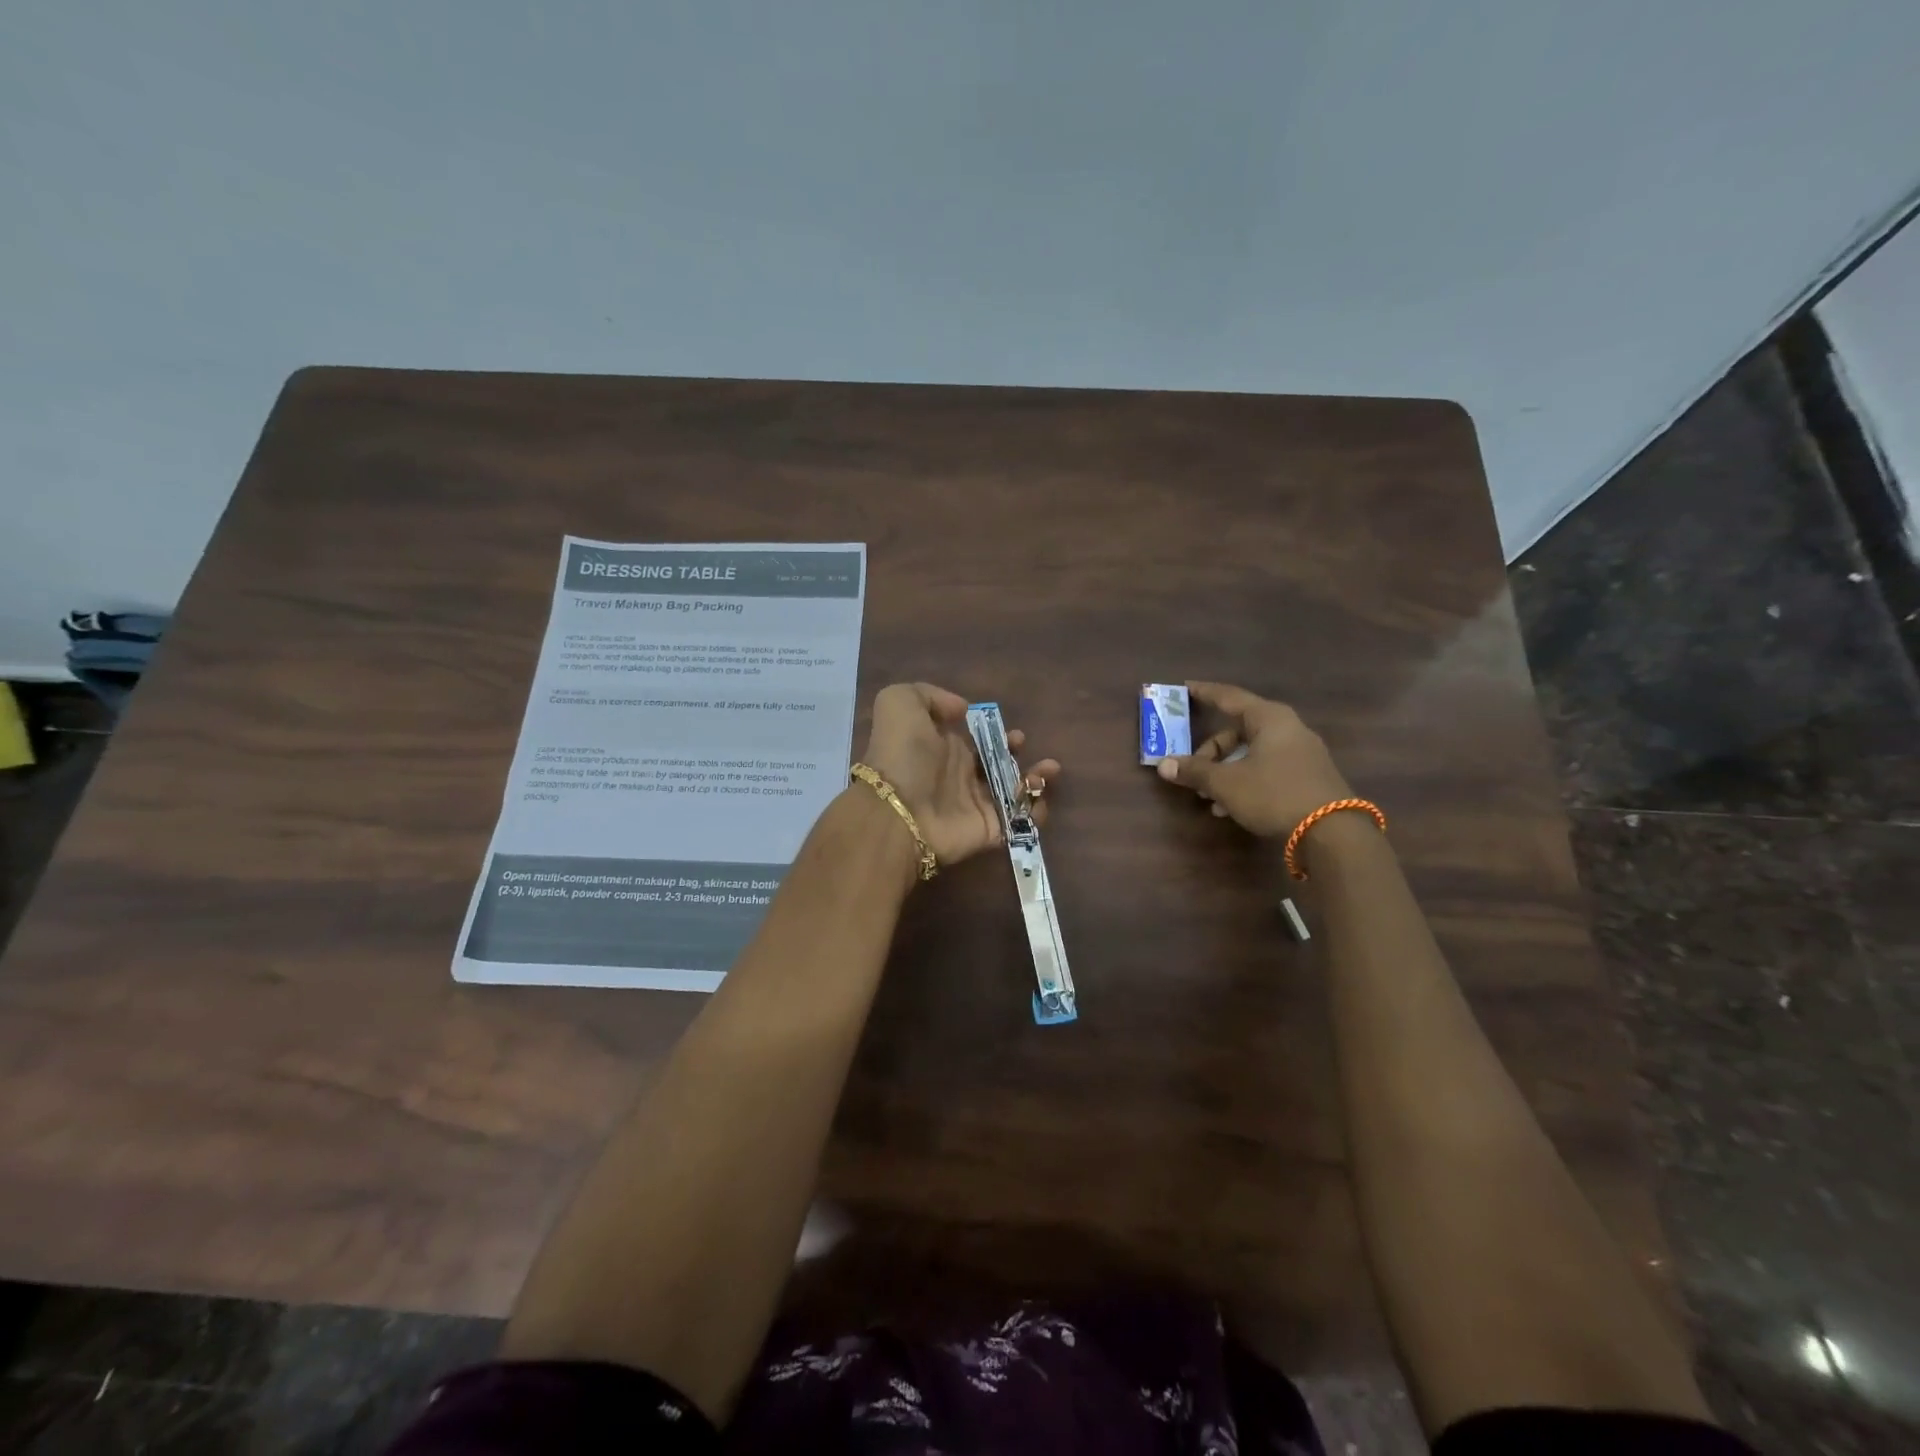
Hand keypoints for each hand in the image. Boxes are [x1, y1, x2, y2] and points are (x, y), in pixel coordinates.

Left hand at [858, 683, 1060, 866]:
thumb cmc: (901, 753)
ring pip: (1015, 792)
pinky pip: (1020, 822)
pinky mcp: (989, 830)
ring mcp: (976, 805)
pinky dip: (1036, 810)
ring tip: (1047, 770)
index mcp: (943, 747)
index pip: (974, 739)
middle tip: (1021, 744)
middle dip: (1016, 752)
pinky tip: (1039, 794)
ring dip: (1036, 779)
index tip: (1007, 728)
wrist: (897, 809)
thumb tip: (963, 709)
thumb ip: (931, 696)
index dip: (994, 732)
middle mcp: (961, 776)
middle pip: (997, 764)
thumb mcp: (900, 702)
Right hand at [1155, 682, 1351, 837]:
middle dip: (1211, 751)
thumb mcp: (1226, 783)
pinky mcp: (1308, 776)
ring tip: (1209, 797)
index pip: (1229, 697)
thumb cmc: (1274, 794)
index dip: (1205, 693)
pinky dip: (1245, 780)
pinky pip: (1267, 768)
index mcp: (1269, 718)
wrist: (1332, 832)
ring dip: (1225, 771)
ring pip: (1251, 753)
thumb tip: (1164, 765)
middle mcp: (1288, 728)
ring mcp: (1301, 753)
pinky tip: (1231, 807)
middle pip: (1238, 730)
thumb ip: (1194, 771)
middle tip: (1192, 770)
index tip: (1185, 688)